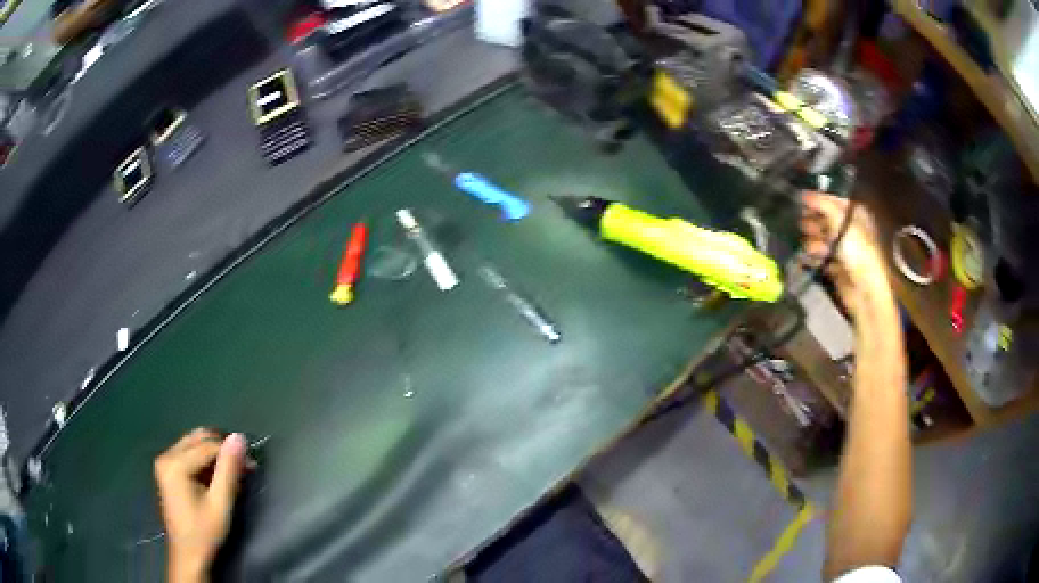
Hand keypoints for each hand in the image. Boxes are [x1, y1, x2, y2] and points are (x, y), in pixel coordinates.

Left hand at [155, 429, 248, 582]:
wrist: (187, 555)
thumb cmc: (204, 533)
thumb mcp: (220, 504)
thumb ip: (228, 470)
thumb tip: (239, 437)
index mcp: (175, 464)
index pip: (208, 445)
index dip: (232, 451)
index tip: (253, 463)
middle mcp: (166, 456)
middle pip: (198, 438)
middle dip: (222, 447)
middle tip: (244, 464)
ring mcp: (165, 462)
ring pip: (193, 443)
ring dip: (215, 452)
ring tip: (234, 470)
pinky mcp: (167, 469)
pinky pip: (188, 452)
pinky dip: (205, 459)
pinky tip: (218, 475)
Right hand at [800, 191, 890, 313]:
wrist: (864, 290)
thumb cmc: (858, 252)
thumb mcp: (842, 222)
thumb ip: (823, 205)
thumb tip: (804, 193)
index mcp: (855, 214)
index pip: (832, 200)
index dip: (818, 200)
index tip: (802, 201)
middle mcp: (848, 228)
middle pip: (823, 218)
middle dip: (814, 222)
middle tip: (806, 226)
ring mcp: (841, 248)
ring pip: (819, 237)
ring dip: (813, 241)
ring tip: (816, 248)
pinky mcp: (833, 265)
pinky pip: (818, 255)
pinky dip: (814, 257)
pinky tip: (814, 259)